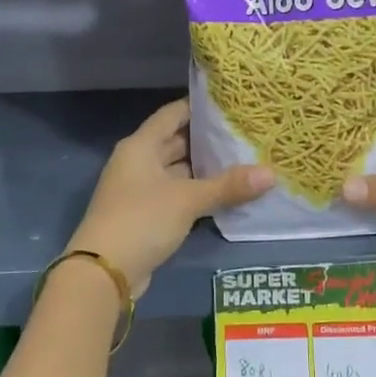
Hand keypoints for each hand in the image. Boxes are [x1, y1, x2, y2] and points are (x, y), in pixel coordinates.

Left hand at [68, 99, 272, 296]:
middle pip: (176, 142)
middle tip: (246, 134)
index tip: (231, 104)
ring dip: (205, 169)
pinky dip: (198, 193)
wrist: (104, 272)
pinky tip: (226, 194)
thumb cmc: (142, 219)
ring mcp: (141, 190)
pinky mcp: (147, 216)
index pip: (172, 114)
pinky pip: (177, 195)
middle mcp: (138, 162)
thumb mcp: (188, 199)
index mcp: (141, 146)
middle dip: (208, 140)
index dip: (199, 106)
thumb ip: (228, 185)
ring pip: (178, 171)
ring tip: (244, 160)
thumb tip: (271, 174)